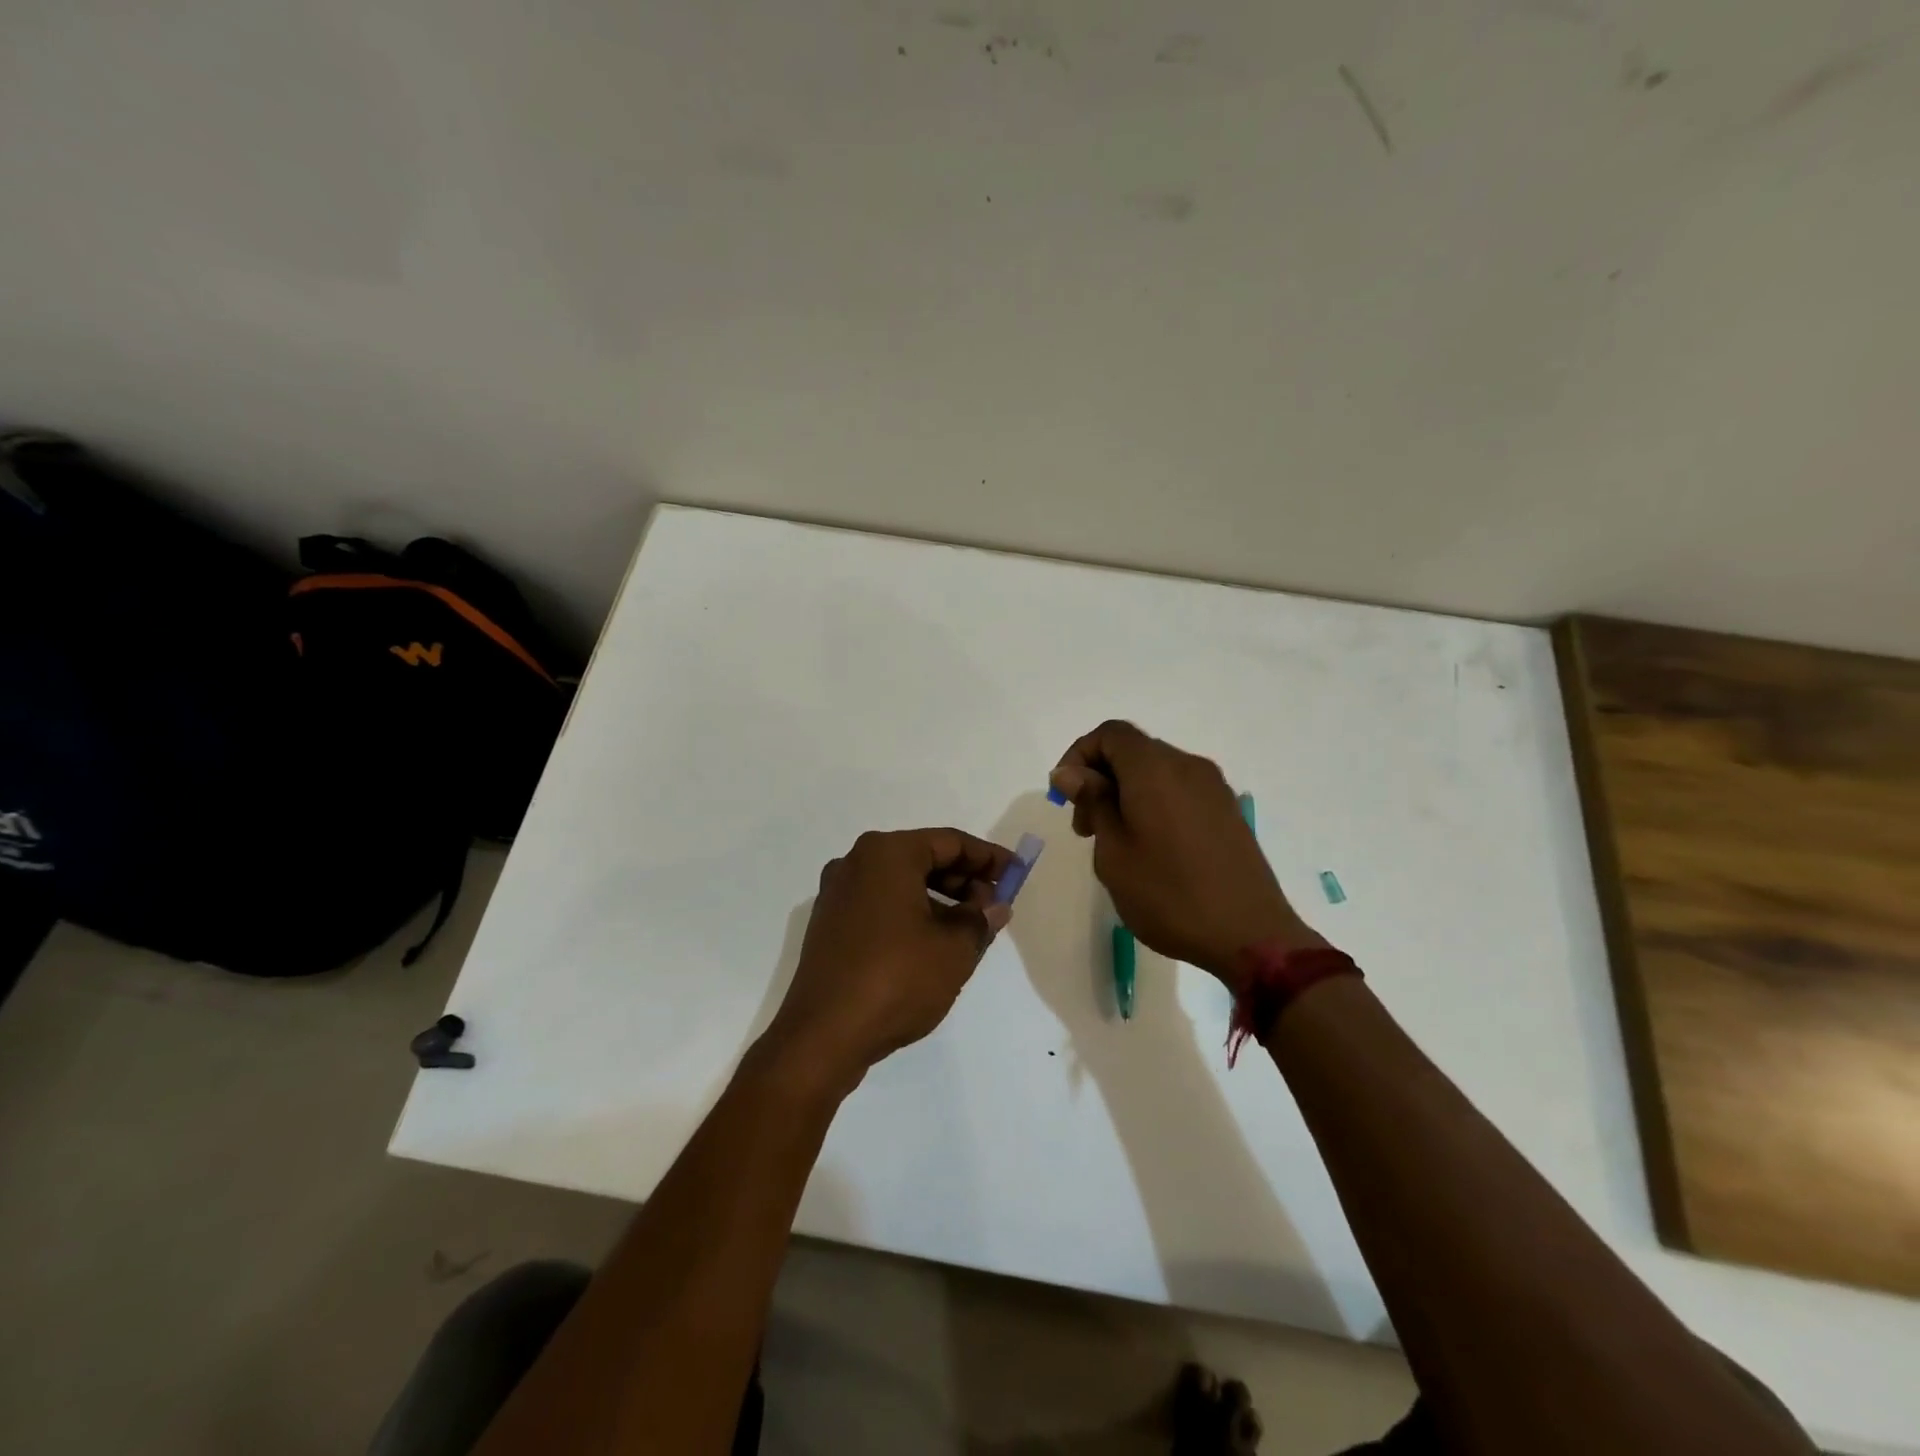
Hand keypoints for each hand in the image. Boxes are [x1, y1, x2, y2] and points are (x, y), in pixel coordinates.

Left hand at [760, 828, 1014, 1091]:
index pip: (950, 842)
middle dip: (964, 880)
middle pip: (923, 858)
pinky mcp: (830, 924)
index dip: (989, 858)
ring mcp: (838, 893)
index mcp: (887, 853)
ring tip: (969, 930)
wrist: (823, 1035)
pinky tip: (932, 944)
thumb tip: (995, 905)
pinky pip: (881, 904)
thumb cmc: (896, 979)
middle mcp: (857, 862)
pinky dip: (911, 913)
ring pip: (901, 883)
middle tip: (995, 906)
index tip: (1017, 874)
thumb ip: (980, 919)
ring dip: (939, 899)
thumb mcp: (954, 949)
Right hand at [1051, 721, 1320, 988]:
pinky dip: (1154, 804)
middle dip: (1100, 779)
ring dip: (1126, 793)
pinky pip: (1180, 791)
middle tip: (1086, 829)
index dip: (1079, 755)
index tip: (1066, 796)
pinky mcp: (1227, 811)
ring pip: (1156, 772)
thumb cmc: (1168, 894)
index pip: (1110, 733)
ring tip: (1117, 844)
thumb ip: (1093, 802)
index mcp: (1155, 769)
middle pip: (1133, 751)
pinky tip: (1151, 848)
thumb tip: (1070, 772)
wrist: (1251, 936)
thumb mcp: (1113, 852)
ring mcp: (1214, 788)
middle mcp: (1188, 766)